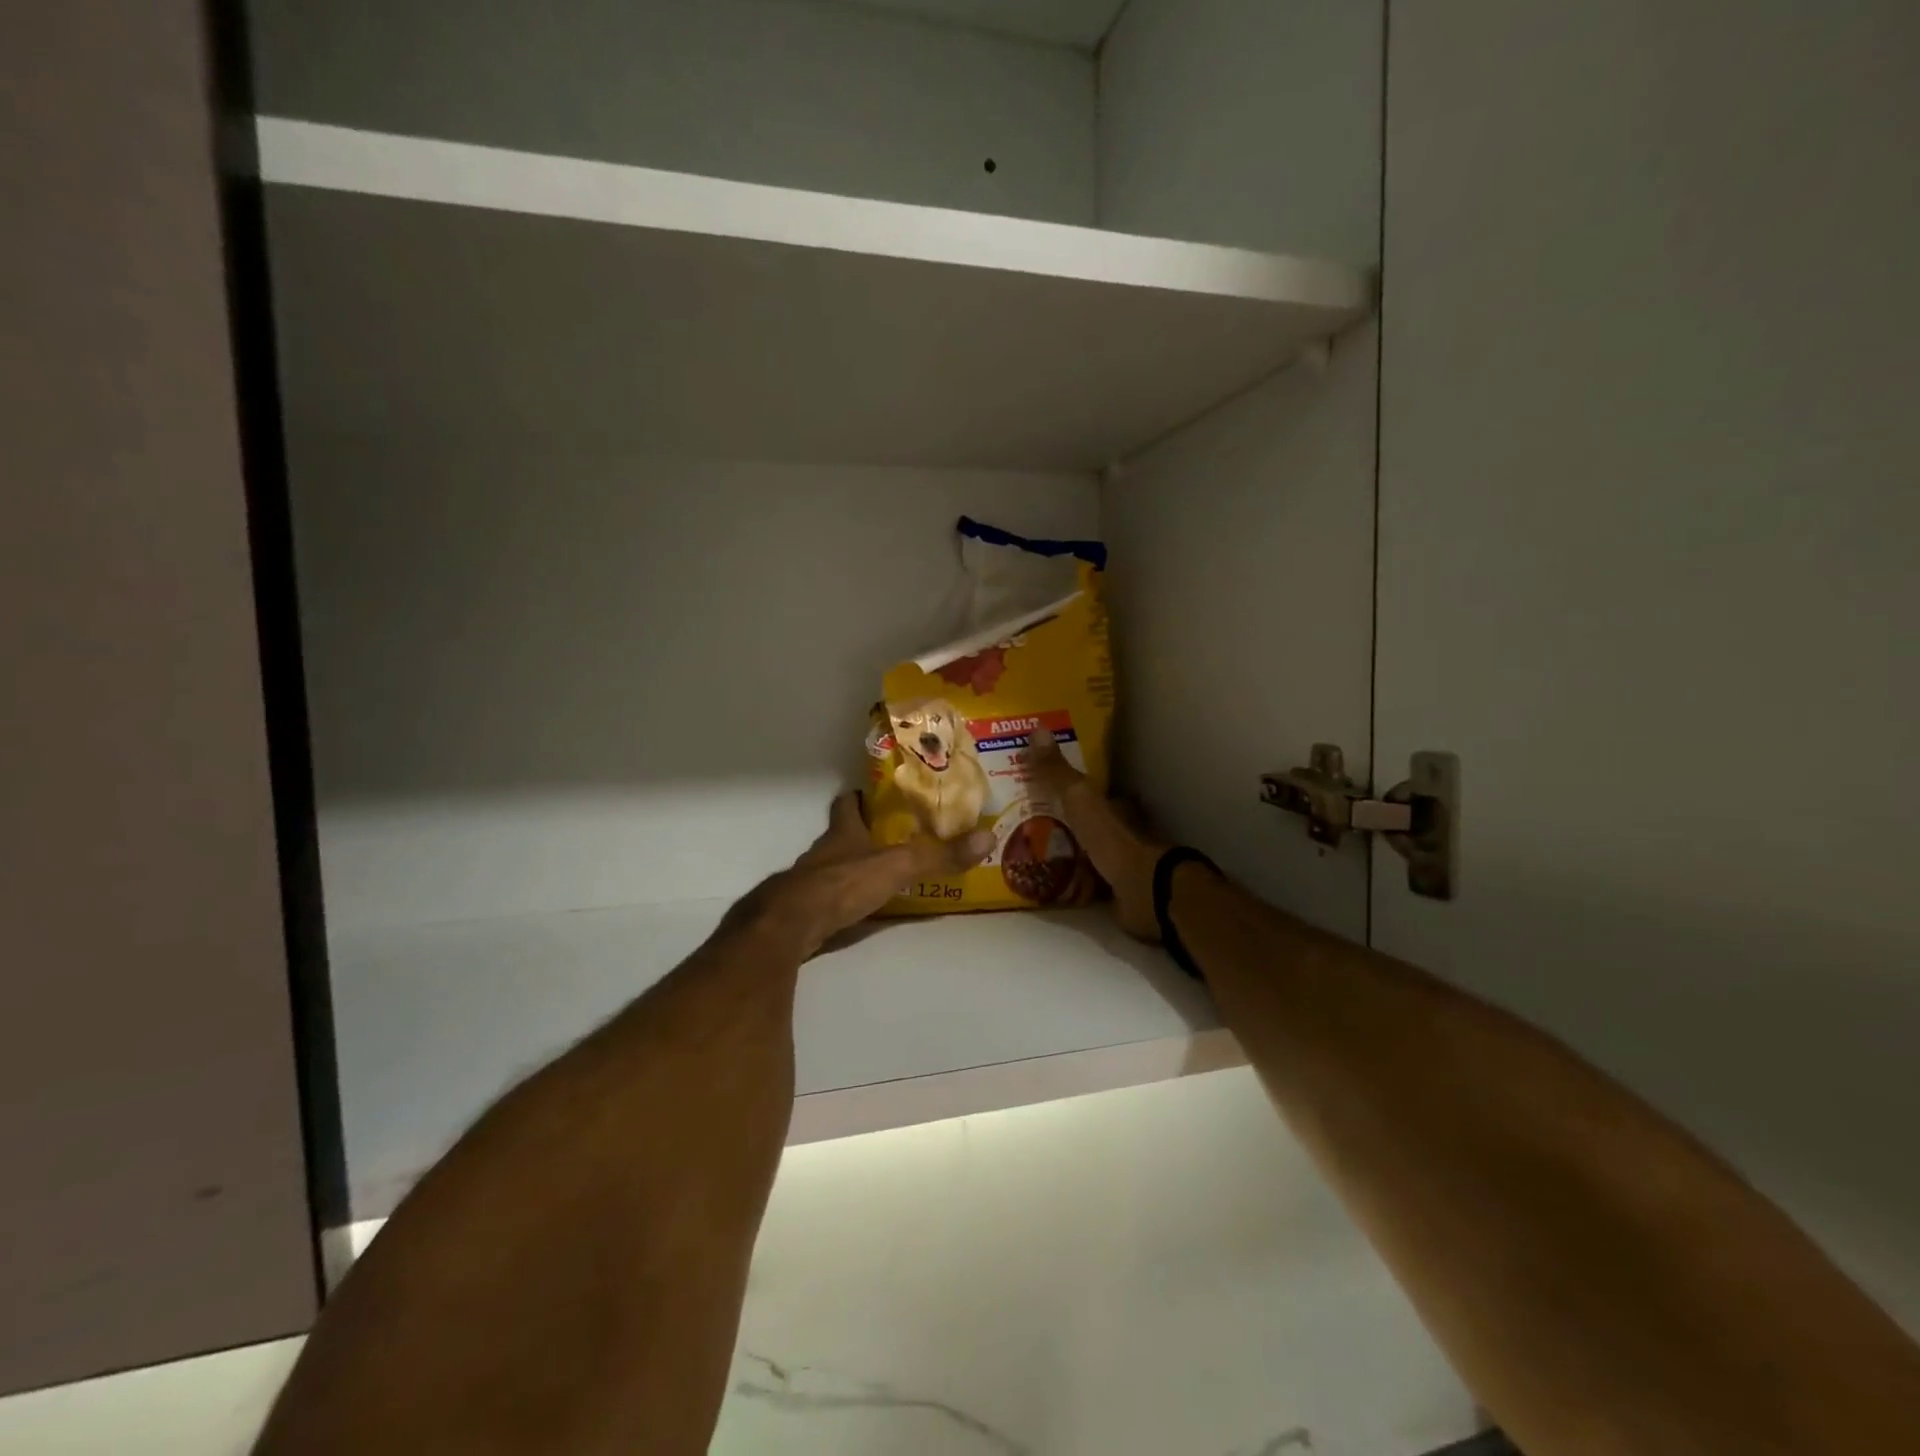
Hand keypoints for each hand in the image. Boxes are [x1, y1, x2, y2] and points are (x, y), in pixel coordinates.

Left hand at [749, 794, 992, 956]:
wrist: (789, 926)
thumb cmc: (841, 885)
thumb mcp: (897, 867)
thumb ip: (938, 856)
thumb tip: (987, 838)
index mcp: (842, 834)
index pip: (847, 805)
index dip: (858, 798)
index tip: (873, 795)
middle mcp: (822, 853)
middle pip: (840, 836)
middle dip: (860, 835)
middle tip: (890, 837)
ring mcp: (808, 883)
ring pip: (831, 868)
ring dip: (851, 869)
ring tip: (879, 875)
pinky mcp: (803, 912)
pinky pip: (826, 900)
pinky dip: (842, 901)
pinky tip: (857, 911)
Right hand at [1025, 728, 1165, 941]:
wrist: (1145, 892)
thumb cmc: (1115, 841)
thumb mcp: (1080, 799)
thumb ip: (1058, 772)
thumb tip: (1036, 729)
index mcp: (1120, 806)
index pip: (1096, 791)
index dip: (1072, 788)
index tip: (1044, 788)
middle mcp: (1125, 831)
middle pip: (1092, 822)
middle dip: (1067, 822)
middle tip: (1029, 822)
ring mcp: (1123, 865)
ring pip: (1089, 853)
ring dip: (1068, 853)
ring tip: (1030, 853)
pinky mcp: (1118, 894)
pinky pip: (1088, 883)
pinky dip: (1072, 883)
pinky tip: (1047, 883)